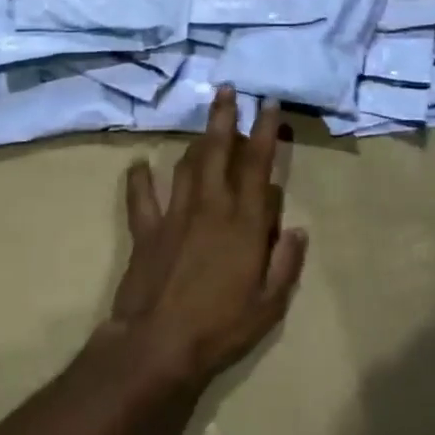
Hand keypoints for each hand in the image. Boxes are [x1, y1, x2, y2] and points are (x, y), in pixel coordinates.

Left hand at [106, 88, 306, 396]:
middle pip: (218, 151)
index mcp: (243, 221)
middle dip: (223, 117)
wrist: (157, 346)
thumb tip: (295, 228)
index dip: (264, 130)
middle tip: (226, 88)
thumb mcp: (269, 305)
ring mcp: (175, 214)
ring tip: (203, 128)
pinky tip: (139, 164)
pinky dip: (139, 179)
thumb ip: (285, 264)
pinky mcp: (147, 229)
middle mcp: (211, 206)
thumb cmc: (220, 328)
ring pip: (186, 165)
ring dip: (195, 142)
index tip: (267, 102)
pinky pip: (142, 196)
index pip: (257, 165)